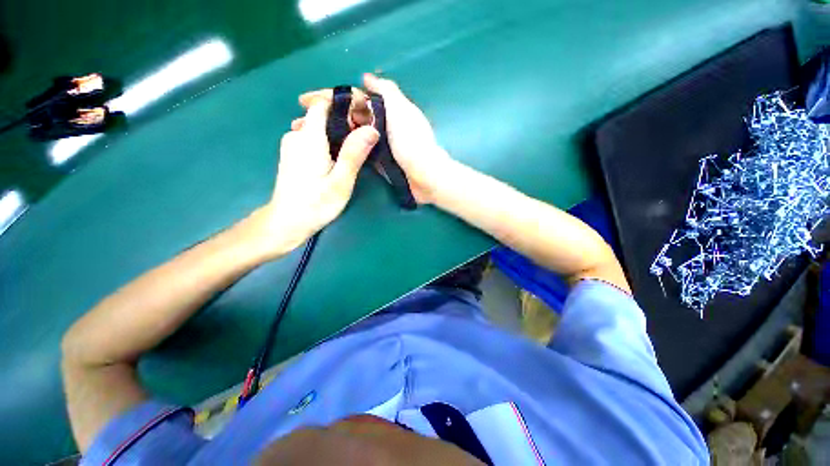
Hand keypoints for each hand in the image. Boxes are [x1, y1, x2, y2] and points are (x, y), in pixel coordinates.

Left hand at [244, 97, 378, 259]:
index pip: (323, 102)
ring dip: (339, 132)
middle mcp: (297, 134)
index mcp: (309, 137)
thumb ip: (354, 153)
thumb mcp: (341, 181)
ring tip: (357, 147)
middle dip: (346, 120)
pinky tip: (340, 157)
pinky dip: (329, 141)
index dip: (344, 103)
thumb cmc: (315, 204)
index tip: (364, 114)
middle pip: (322, 114)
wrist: (287, 222)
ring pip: (319, 126)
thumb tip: (372, 128)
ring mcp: (292, 143)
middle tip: (367, 136)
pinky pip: (314, 137)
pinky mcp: (293, 153)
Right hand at [297, 74, 450, 204]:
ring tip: (305, 139)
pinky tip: (326, 153)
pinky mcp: (377, 163)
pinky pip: (357, 153)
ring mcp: (378, 146)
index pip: (351, 99)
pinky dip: (342, 151)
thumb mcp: (401, 111)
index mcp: (384, 110)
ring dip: (329, 135)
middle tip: (298, 124)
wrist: (426, 176)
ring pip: (350, 135)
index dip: (328, 97)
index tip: (304, 101)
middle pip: (347, 117)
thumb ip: (387, 92)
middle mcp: (379, 126)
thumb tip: (366, 78)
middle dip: (323, 118)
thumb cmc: (413, 143)